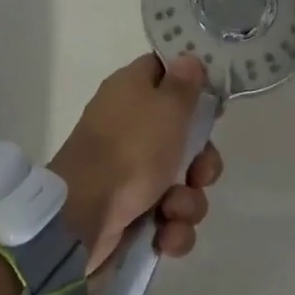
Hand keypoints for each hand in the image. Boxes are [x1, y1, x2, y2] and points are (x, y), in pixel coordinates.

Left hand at [51, 53, 221, 268]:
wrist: (83, 217)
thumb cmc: (129, 150)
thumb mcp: (166, 108)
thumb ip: (183, 84)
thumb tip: (188, 58)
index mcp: (131, 92)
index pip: (163, 73)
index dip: (190, 85)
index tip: (212, 101)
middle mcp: (129, 127)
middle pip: (184, 137)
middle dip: (202, 162)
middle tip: (199, 174)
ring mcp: (129, 172)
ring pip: (181, 182)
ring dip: (188, 202)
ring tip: (173, 211)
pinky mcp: (130, 212)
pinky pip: (168, 217)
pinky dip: (171, 230)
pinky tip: (165, 236)